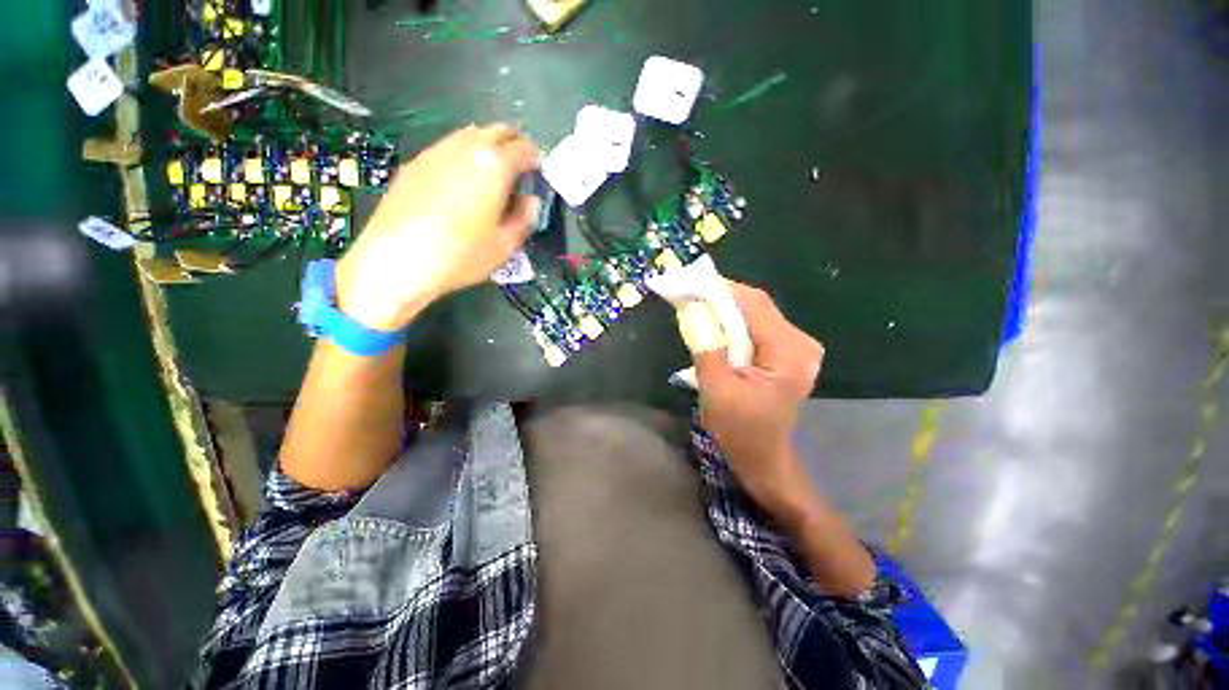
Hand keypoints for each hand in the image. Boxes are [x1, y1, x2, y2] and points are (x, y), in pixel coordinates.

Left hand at [335, 124, 540, 330]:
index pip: (525, 148)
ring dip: (488, 148)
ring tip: (491, 177)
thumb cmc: (461, 256)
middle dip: (514, 145)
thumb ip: (525, 218)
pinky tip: (461, 184)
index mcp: (494, 166)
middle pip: (498, 131)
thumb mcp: (506, 245)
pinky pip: (449, 148)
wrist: (397, 260)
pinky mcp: (416, 162)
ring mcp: (437, 151)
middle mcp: (466, 148)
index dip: (536, 161)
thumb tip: (530, 200)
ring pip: (471, 135)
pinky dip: (464, 156)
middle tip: (519, 172)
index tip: (537, 177)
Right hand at [694, 282, 823, 513]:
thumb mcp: (716, 389)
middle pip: (757, 306)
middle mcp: (801, 343)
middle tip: (690, 295)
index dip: (721, 289)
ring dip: (726, 309)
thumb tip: (691, 307)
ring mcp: (798, 347)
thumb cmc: (739, 430)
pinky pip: (758, 326)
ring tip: (698, 307)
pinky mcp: (789, 351)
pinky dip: (735, 322)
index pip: (754, 305)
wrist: (763, 457)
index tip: (690, 283)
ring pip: (756, 313)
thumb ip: (706, 346)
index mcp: (788, 353)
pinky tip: (716, 325)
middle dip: (722, 298)